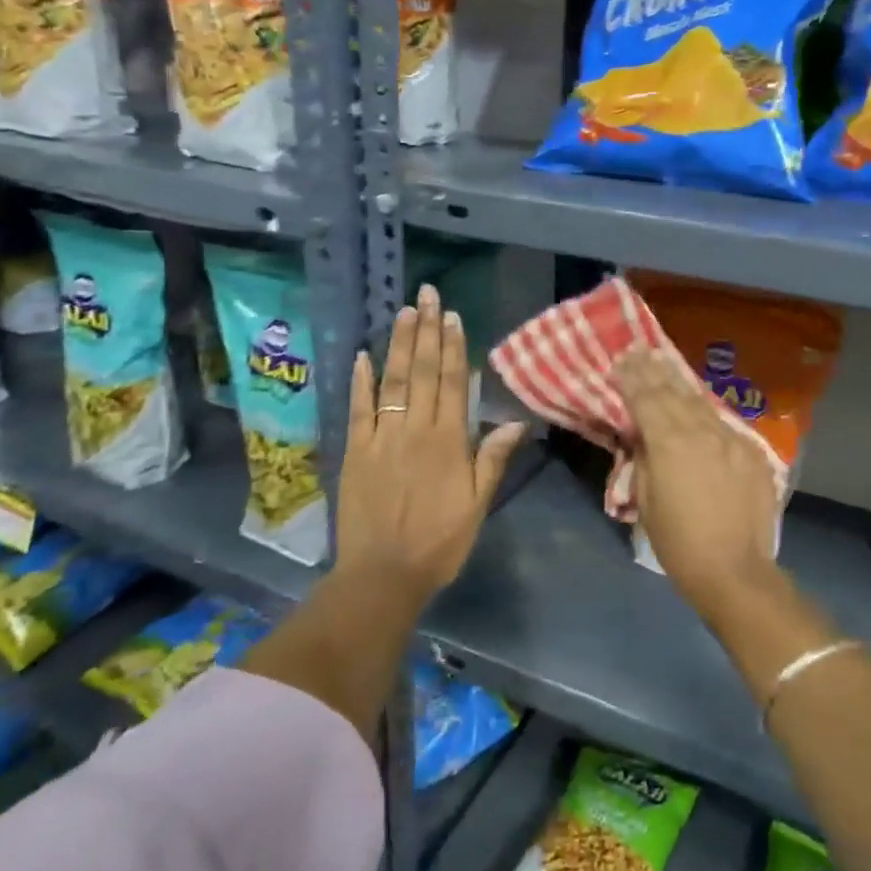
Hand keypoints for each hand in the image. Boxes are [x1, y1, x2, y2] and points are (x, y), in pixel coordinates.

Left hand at [334, 283, 528, 595]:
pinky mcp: (354, 452)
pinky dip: (360, 381)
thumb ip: (491, 460)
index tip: (453, 316)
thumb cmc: (439, 542)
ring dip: (398, 345)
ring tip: (403, 311)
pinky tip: (363, 356)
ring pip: (391, 382)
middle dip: (426, 331)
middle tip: (427, 295)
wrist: (382, 575)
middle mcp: (414, 430)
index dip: (453, 347)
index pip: (452, 383)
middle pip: (422, 372)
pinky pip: (358, 409)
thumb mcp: (477, 505)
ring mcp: (380, 438)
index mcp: (448, 442)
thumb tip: (515, 422)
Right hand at [617, 348, 781, 614]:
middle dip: (654, 370)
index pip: (645, 399)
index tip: (620, 360)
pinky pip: (724, 423)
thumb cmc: (679, 542)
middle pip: (673, 392)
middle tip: (639, 350)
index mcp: (669, 443)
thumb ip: (645, 459)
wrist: (735, 569)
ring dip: (680, 382)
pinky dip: (706, 410)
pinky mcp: (752, 452)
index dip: (631, 378)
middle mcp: (701, 431)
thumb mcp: (646, 501)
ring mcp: (732, 439)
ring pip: (701, 402)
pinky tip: (699, 402)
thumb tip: (645, 436)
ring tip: (665, 362)